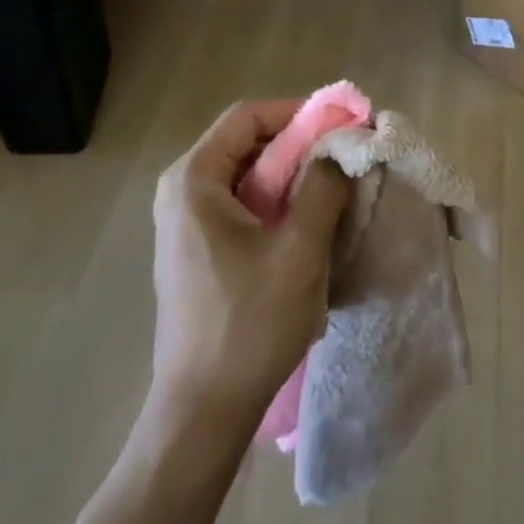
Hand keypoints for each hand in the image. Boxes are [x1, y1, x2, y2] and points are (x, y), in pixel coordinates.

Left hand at [148, 100, 351, 438]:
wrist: (201, 411)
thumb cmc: (248, 325)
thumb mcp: (299, 252)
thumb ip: (322, 189)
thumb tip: (338, 151)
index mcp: (193, 179)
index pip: (247, 116)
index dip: (297, 113)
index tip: (341, 127)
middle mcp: (179, 190)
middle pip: (244, 143)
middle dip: (297, 145)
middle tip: (343, 159)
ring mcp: (182, 222)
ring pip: (244, 175)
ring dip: (289, 176)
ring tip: (332, 191)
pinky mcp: (193, 249)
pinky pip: (237, 205)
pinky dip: (273, 203)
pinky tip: (305, 226)